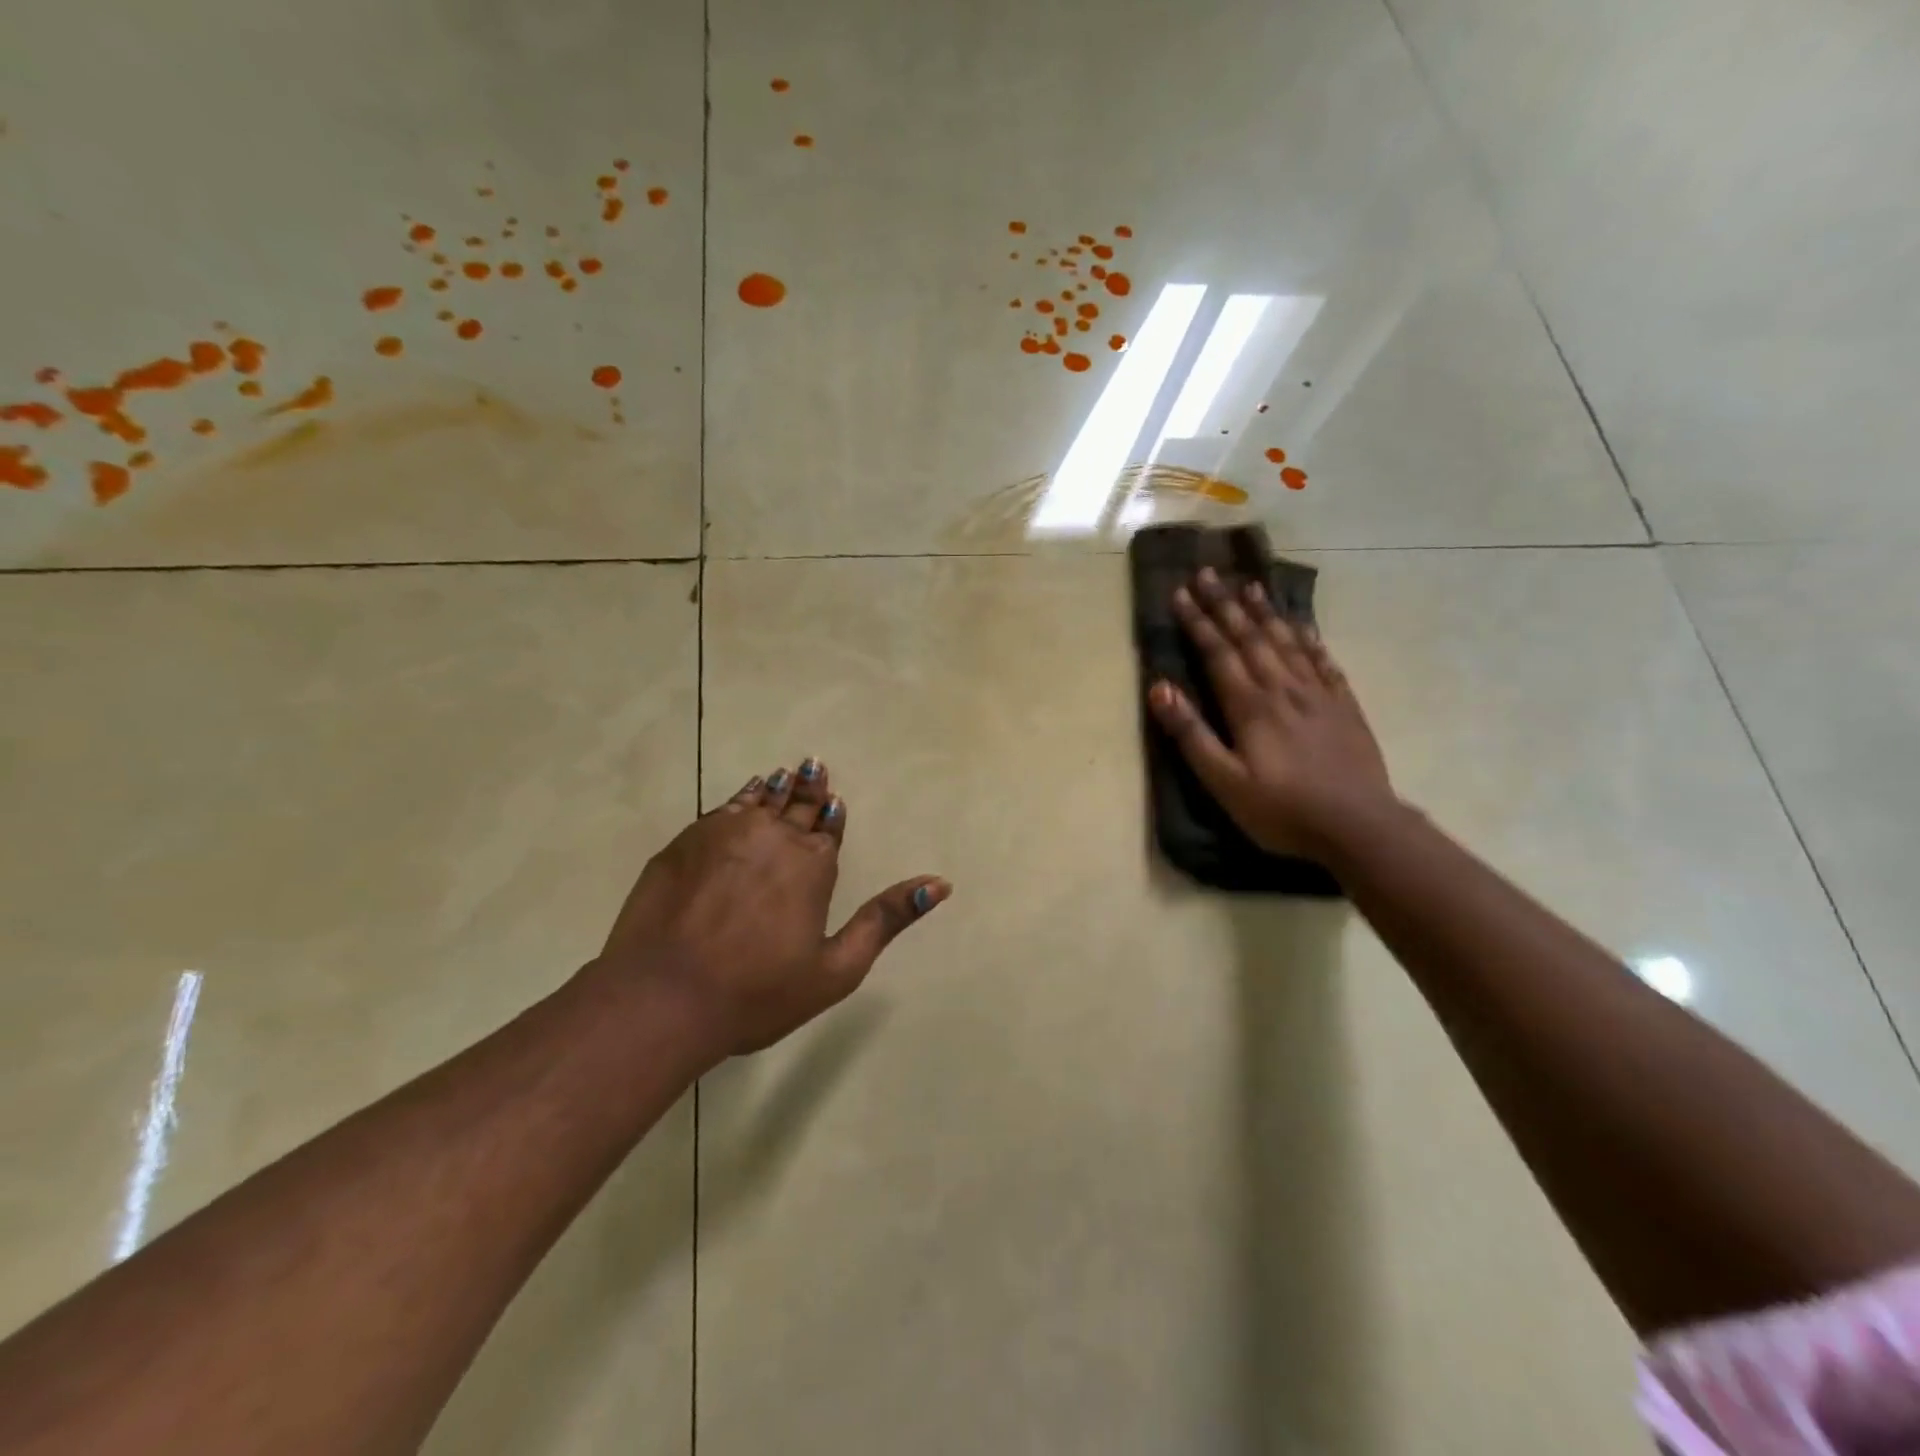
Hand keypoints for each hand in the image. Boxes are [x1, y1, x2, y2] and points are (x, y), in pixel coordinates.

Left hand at [596, 758, 948, 1058]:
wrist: (662, 997)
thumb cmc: (757, 992)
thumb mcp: (836, 968)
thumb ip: (886, 920)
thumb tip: (940, 884)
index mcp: (813, 865)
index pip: (829, 829)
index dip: (832, 815)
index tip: (834, 799)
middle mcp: (773, 837)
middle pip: (797, 806)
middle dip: (808, 789)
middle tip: (812, 765)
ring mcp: (724, 834)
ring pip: (758, 800)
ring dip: (774, 788)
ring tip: (783, 773)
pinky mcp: (684, 842)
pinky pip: (721, 810)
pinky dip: (737, 799)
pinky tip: (741, 796)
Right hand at [1147, 568, 1394, 857]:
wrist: (1359, 826)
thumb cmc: (1282, 810)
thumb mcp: (1224, 782)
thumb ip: (1192, 735)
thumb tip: (1160, 689)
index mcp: (1250, 706)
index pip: (1218, 653)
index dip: (1198, 622)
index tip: (1180, 592)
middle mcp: (1283, 689)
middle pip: (1250, 637)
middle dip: (1226, 605)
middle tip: (1208, 573)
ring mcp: (1318, 695)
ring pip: (1287, 642)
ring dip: (1266, 612)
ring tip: (1251, 585)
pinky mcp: (1344, 706)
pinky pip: (1324, 662)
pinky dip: (1310, 640)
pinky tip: (1303, 627)